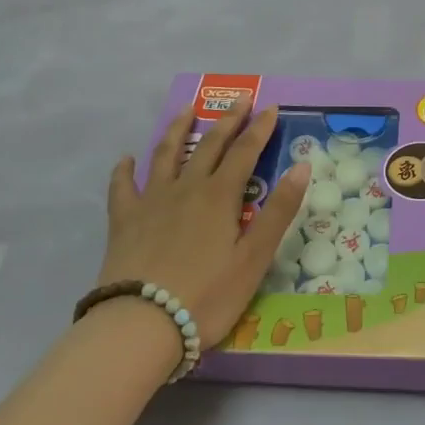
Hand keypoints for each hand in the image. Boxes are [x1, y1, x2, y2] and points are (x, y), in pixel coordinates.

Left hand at [104, 105, 308, 348]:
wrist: (140, 325)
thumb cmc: (207, 296)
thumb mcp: (254, 258)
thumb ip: (279, 211)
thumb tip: (302, 166)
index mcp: (220, 196)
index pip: (245, 152)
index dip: (260, 129)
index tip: (271, 107)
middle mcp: (186, 188)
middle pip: (209, 145)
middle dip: (228, 120)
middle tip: (240, 98)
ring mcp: (151, 202)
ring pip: (166, 155)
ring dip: (178, 129)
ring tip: (186, 109)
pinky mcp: (124, 222)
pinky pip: (123, 187)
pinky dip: (125, 170)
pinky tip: (127, 159)